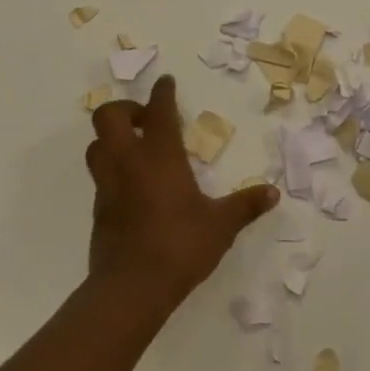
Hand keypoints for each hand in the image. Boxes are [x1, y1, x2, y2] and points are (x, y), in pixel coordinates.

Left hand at [85, 75, 277, 313]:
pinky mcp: (98, 209)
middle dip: (125, 109)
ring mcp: (108, 185)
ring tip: (135, 148)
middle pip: (108, 117)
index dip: (162, 92)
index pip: (157, 111)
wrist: (131, 288)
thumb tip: (273, 193)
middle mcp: (128, 162)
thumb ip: (245, 205)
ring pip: (96, 145)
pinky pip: (100, 175)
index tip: (166, 82)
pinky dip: (112, 168)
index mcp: (160, 157)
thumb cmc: (180, 246)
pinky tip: (133, 185)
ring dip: (112, 137)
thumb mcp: (221, 226)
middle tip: (146, 120)